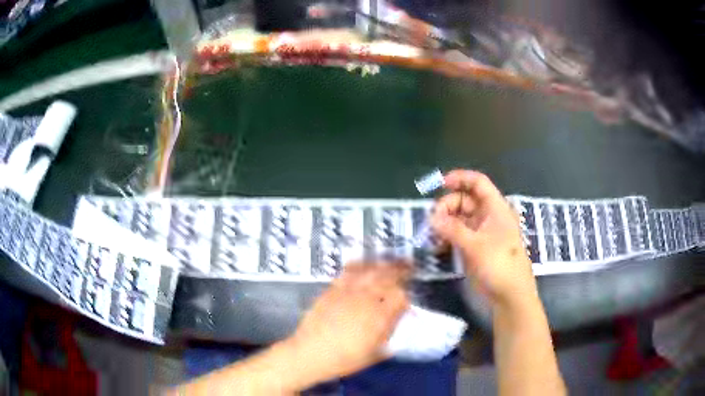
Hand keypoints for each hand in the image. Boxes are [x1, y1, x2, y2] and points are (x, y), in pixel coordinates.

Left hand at [285, 263, 410, 385]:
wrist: (310, 353)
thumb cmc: (344, 359)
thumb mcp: (374, 353)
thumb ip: (389, 334)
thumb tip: (399, 321)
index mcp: (379, 317)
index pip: (401, 297)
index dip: (407, 296)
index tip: (408, 299)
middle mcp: (366, 300)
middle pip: (388, 277)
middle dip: (401, 270)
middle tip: (408, 266)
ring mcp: (348, 292)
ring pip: (370, 270)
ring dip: (384, 264)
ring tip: (390, 261)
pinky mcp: (333, 289)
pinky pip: (349, 271)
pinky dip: (360, 265)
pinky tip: (364, 264)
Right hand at [430, 169, 536, 306]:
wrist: (510, 295)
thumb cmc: (499, 265)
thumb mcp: (475, 245)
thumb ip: (452, 229)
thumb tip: (431, 218)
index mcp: (495, 209)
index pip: (478, 183)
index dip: (460, 178)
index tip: (439, 183)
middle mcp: (488, 216)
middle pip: (465, 200)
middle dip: (447, 205)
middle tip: (433, 220)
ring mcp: (481, 233)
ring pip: (459, 218)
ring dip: (445, 221)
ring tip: (432, 233)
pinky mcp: (475, 248)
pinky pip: (458, 234)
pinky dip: (447, 235)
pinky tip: (437, 244)